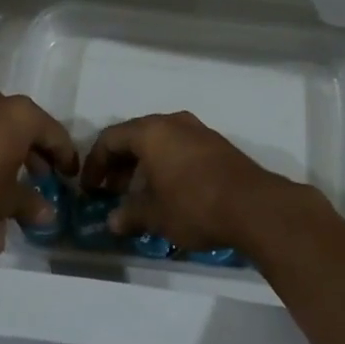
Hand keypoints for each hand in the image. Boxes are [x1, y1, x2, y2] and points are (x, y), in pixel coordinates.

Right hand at [81, 111, 293, 254]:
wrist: (254, 206)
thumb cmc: (194, 205)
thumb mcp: (155, 216)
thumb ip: (129, 215)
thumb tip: (113, 221)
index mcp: (151, 132)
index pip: (111, 139)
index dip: (95, 164)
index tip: (90, 189)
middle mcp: (173, 122)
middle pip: (135, 136)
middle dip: (119, 163)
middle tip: (112, 191)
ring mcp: (198, 131)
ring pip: (160, 141)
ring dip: (143, 164)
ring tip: (139, 193)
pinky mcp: (217, 145)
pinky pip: (180, 147)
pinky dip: (166, 164)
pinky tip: (169, 190)